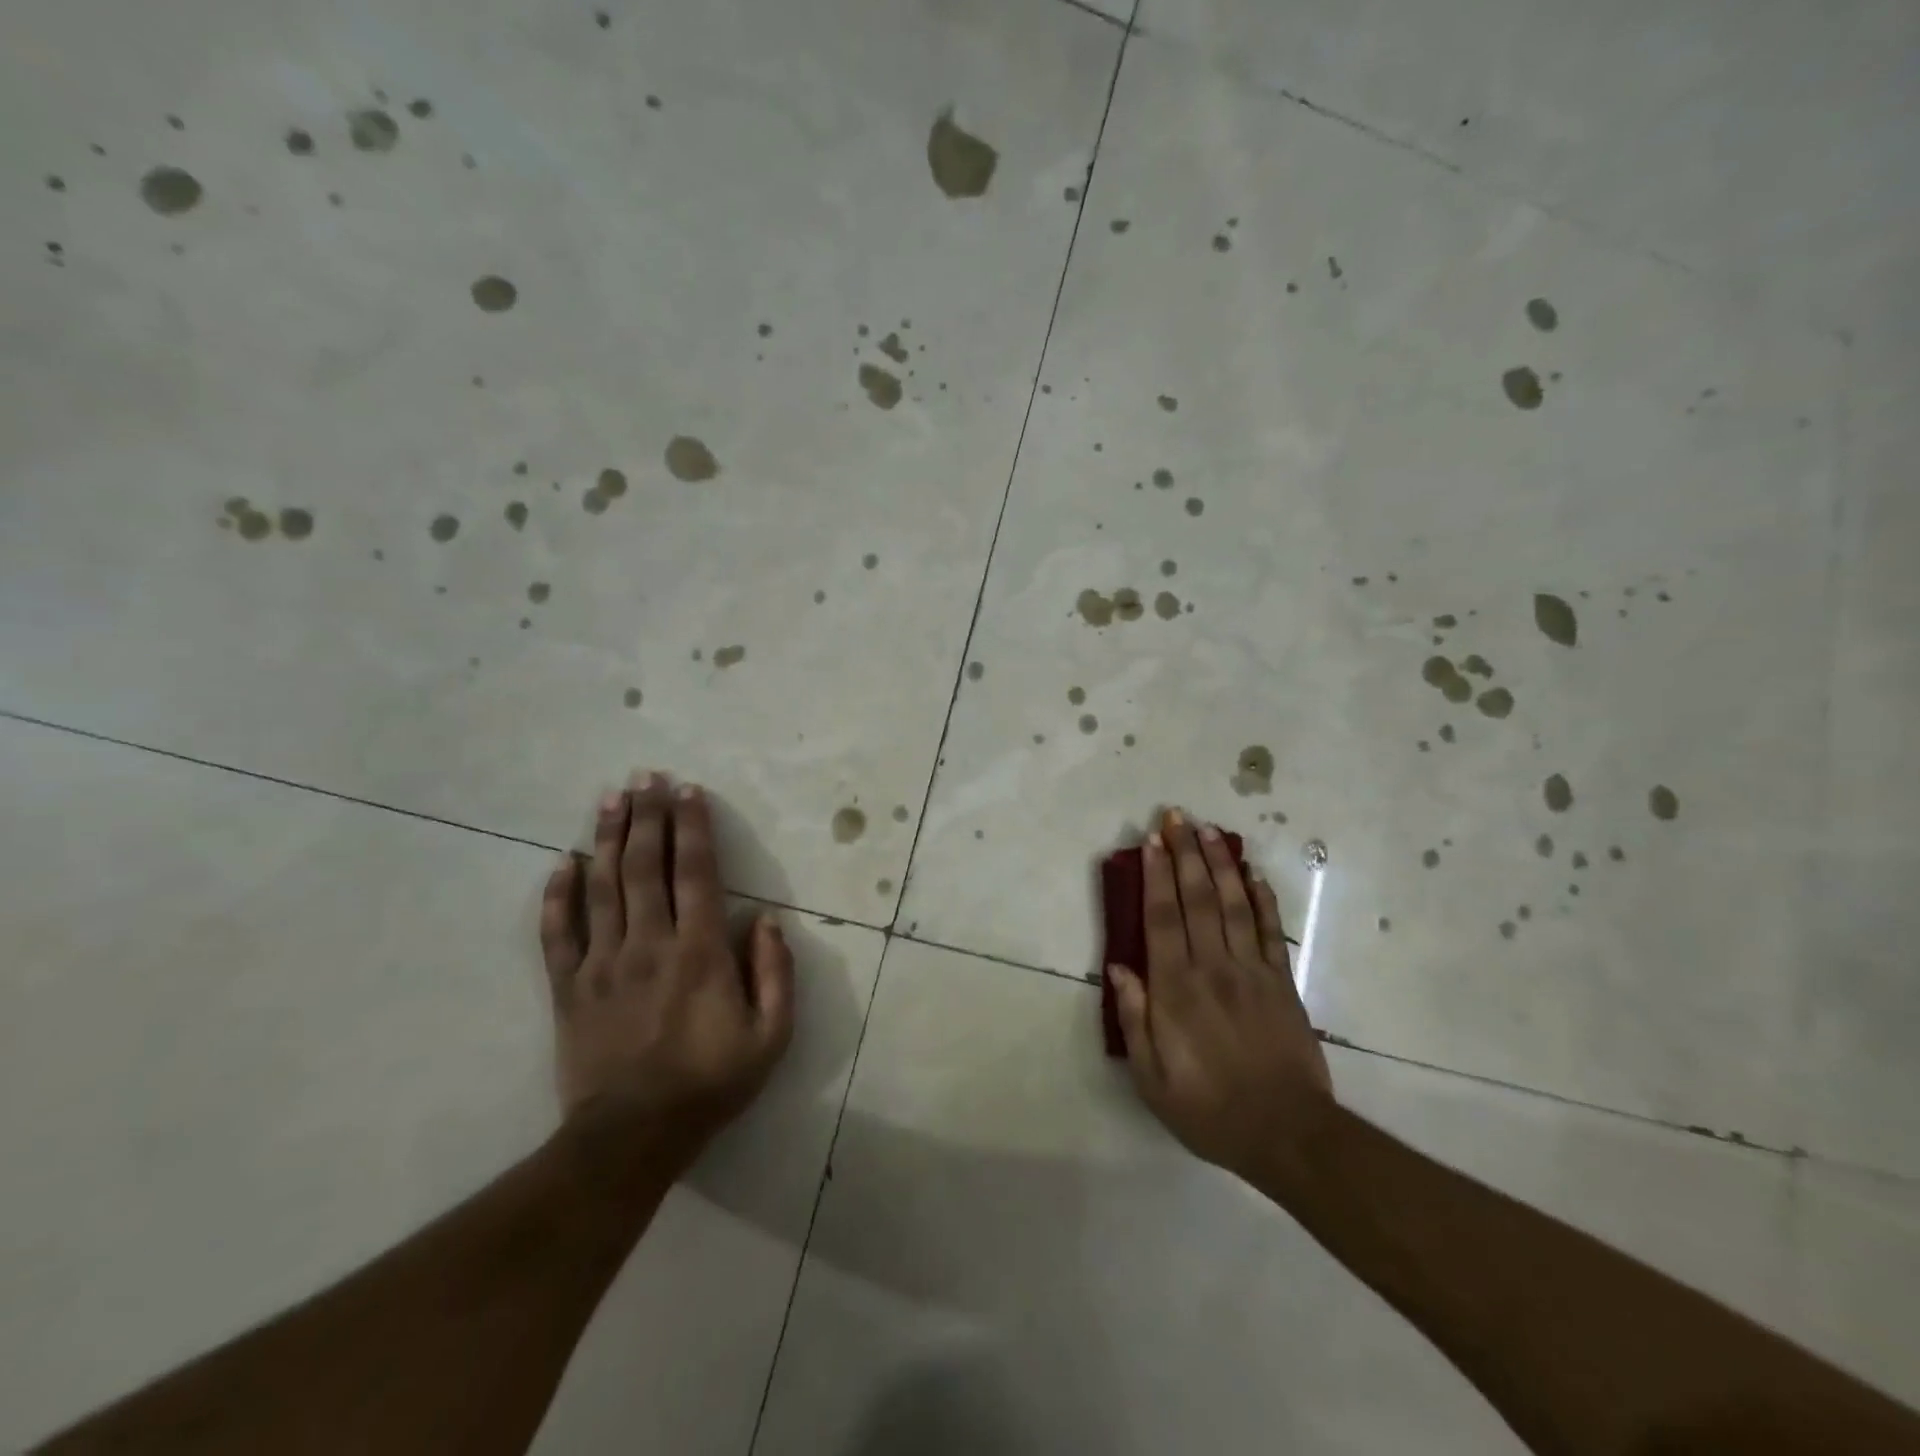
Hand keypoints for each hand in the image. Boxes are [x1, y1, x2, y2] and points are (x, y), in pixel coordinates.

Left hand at [540, 773, 793, 1169]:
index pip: (696, 874)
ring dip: (608, 838)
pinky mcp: (569, 988)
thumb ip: (775, 974)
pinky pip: (558, 933)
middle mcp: (649, 945)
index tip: (689, 791)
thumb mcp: (770, 1037)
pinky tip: (562, 863)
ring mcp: (603, 964)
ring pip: (603, 887)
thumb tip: (768, 921)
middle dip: (649, 816)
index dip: (693, 828)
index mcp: (700, 953)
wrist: (632, 1138)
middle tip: (647, 777)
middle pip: (647, 866)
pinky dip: (558, 895)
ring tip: (611, 798)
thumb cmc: (710, 1083)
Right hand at [1109, 809, 1333, 1185]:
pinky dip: (1262, 898)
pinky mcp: (1282, 982)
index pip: (1162, 918)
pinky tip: (1253, 872)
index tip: (1152, 841)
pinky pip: (1272, 930)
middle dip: (1185, 853)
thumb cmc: (1209, 1109)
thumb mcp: (1152, 1078)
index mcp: (1176, 989)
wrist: (1287, 1134)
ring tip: (1210, 830)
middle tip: (1176, 816)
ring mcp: (1252, 971)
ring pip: (1234, 904)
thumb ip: (1134, 1018)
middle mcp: (1213, 967)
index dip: (1156, 875)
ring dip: (1220, 863)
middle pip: (1197, 898)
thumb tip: (1119, 966)